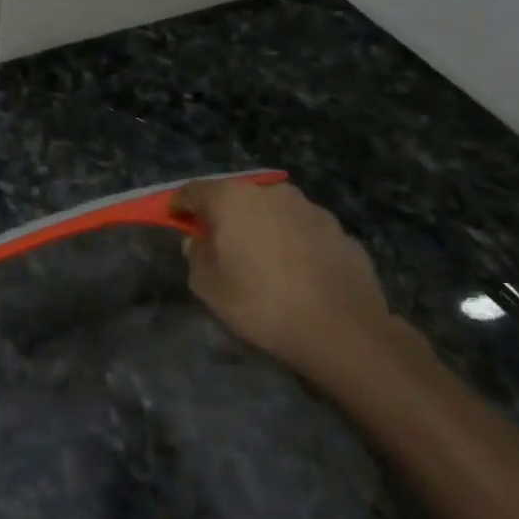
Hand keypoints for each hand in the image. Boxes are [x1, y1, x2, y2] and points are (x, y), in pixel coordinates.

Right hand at [172, 178, 431, 401]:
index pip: (192, 191)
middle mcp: (269, 192)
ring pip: (271, 210)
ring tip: (262, 259)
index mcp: (230, 198)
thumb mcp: (208, 287)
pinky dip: (291, 241)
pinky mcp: (337, 227)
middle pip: (235, 196)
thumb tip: (199, 241)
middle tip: (219, 243)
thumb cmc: (260, 303)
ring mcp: (308, 206)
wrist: (341, 328)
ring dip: (260, 226)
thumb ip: (196, 256)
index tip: (176, 222)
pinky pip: (300, 228)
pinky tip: (295, 271)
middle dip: (223, 215)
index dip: (179, 206)